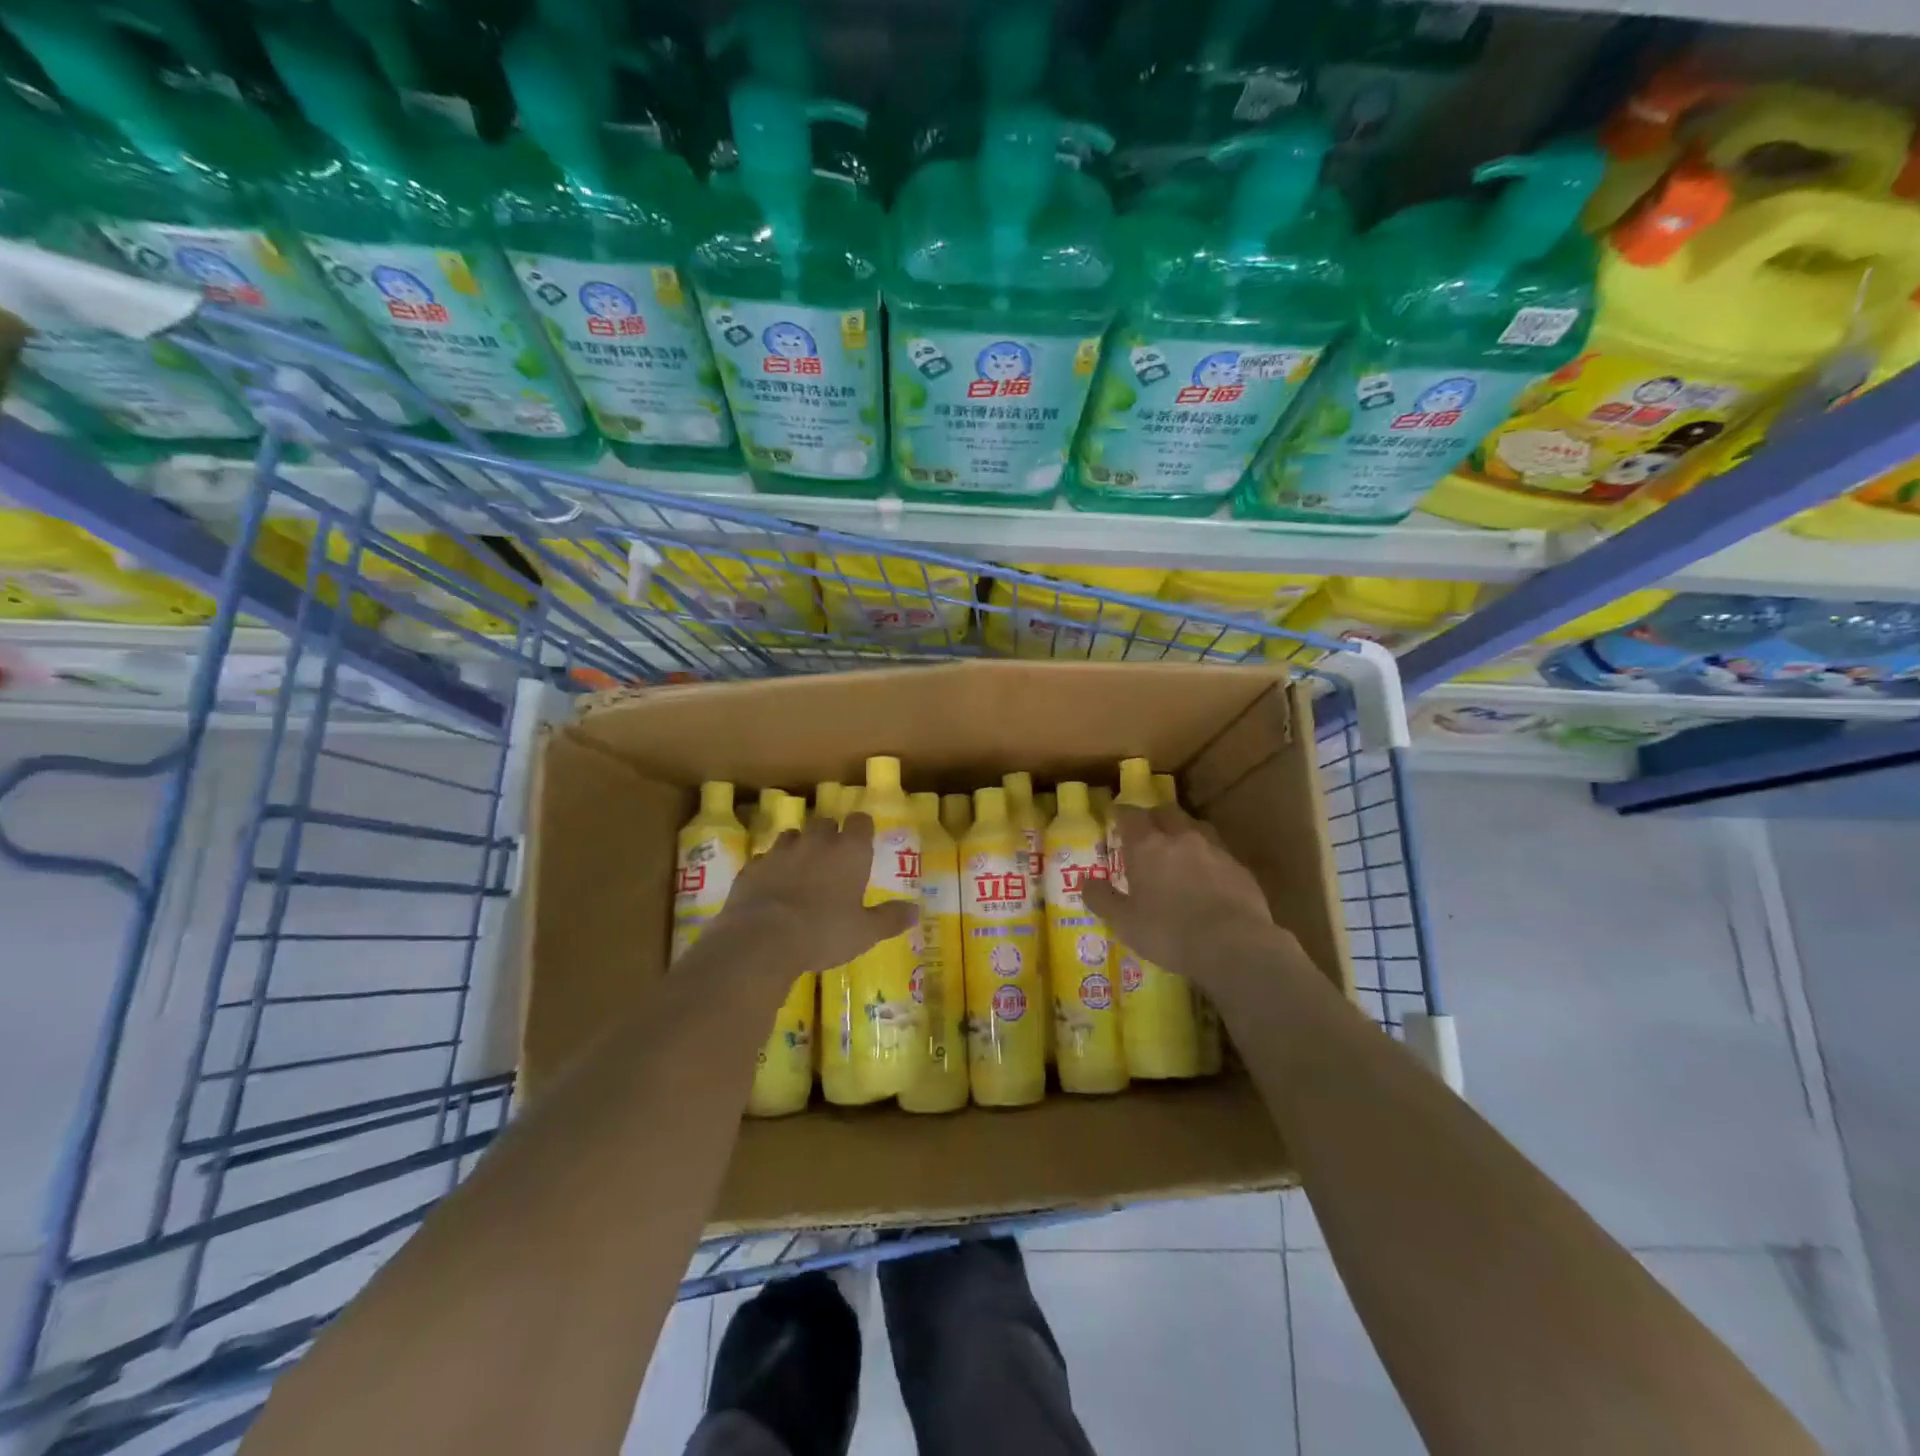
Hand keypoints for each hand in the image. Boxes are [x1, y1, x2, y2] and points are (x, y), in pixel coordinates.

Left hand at [710, 812, 917, 980]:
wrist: (761, 940)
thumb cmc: (823, 932)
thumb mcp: (864, 932)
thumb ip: (890, 919)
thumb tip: (916, 911)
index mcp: (849, 851)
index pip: (860, 821)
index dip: (861, 829)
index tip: (862, 842)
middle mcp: (816, 842)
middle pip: (825, 823)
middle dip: (829, 836)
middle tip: (832, 861)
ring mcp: (780, 851)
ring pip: (792, 836)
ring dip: (799, 848)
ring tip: (801, 872)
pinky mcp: (751, 867)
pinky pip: (765, 859)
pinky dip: (771, 868)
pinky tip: (772, 888)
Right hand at [1083, 805, 1282, 991]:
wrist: (1233, 946)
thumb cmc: (1169, 932)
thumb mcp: (1124, 922)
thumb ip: (1102, 899)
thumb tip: (1084, 882)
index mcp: (1147, 846)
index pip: (1130, 815)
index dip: (1121, 814)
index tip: (1114, 817)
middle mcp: (1181, 838)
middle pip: (1165, 812)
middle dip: (1153, 817)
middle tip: (1146, 831)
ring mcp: (1214, 850)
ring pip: (1195, 827)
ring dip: (1183, 832)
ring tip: (1177, 849)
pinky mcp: (1239, 868)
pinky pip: (1218, 851)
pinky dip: (1207, 856)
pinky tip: (1206, 876)